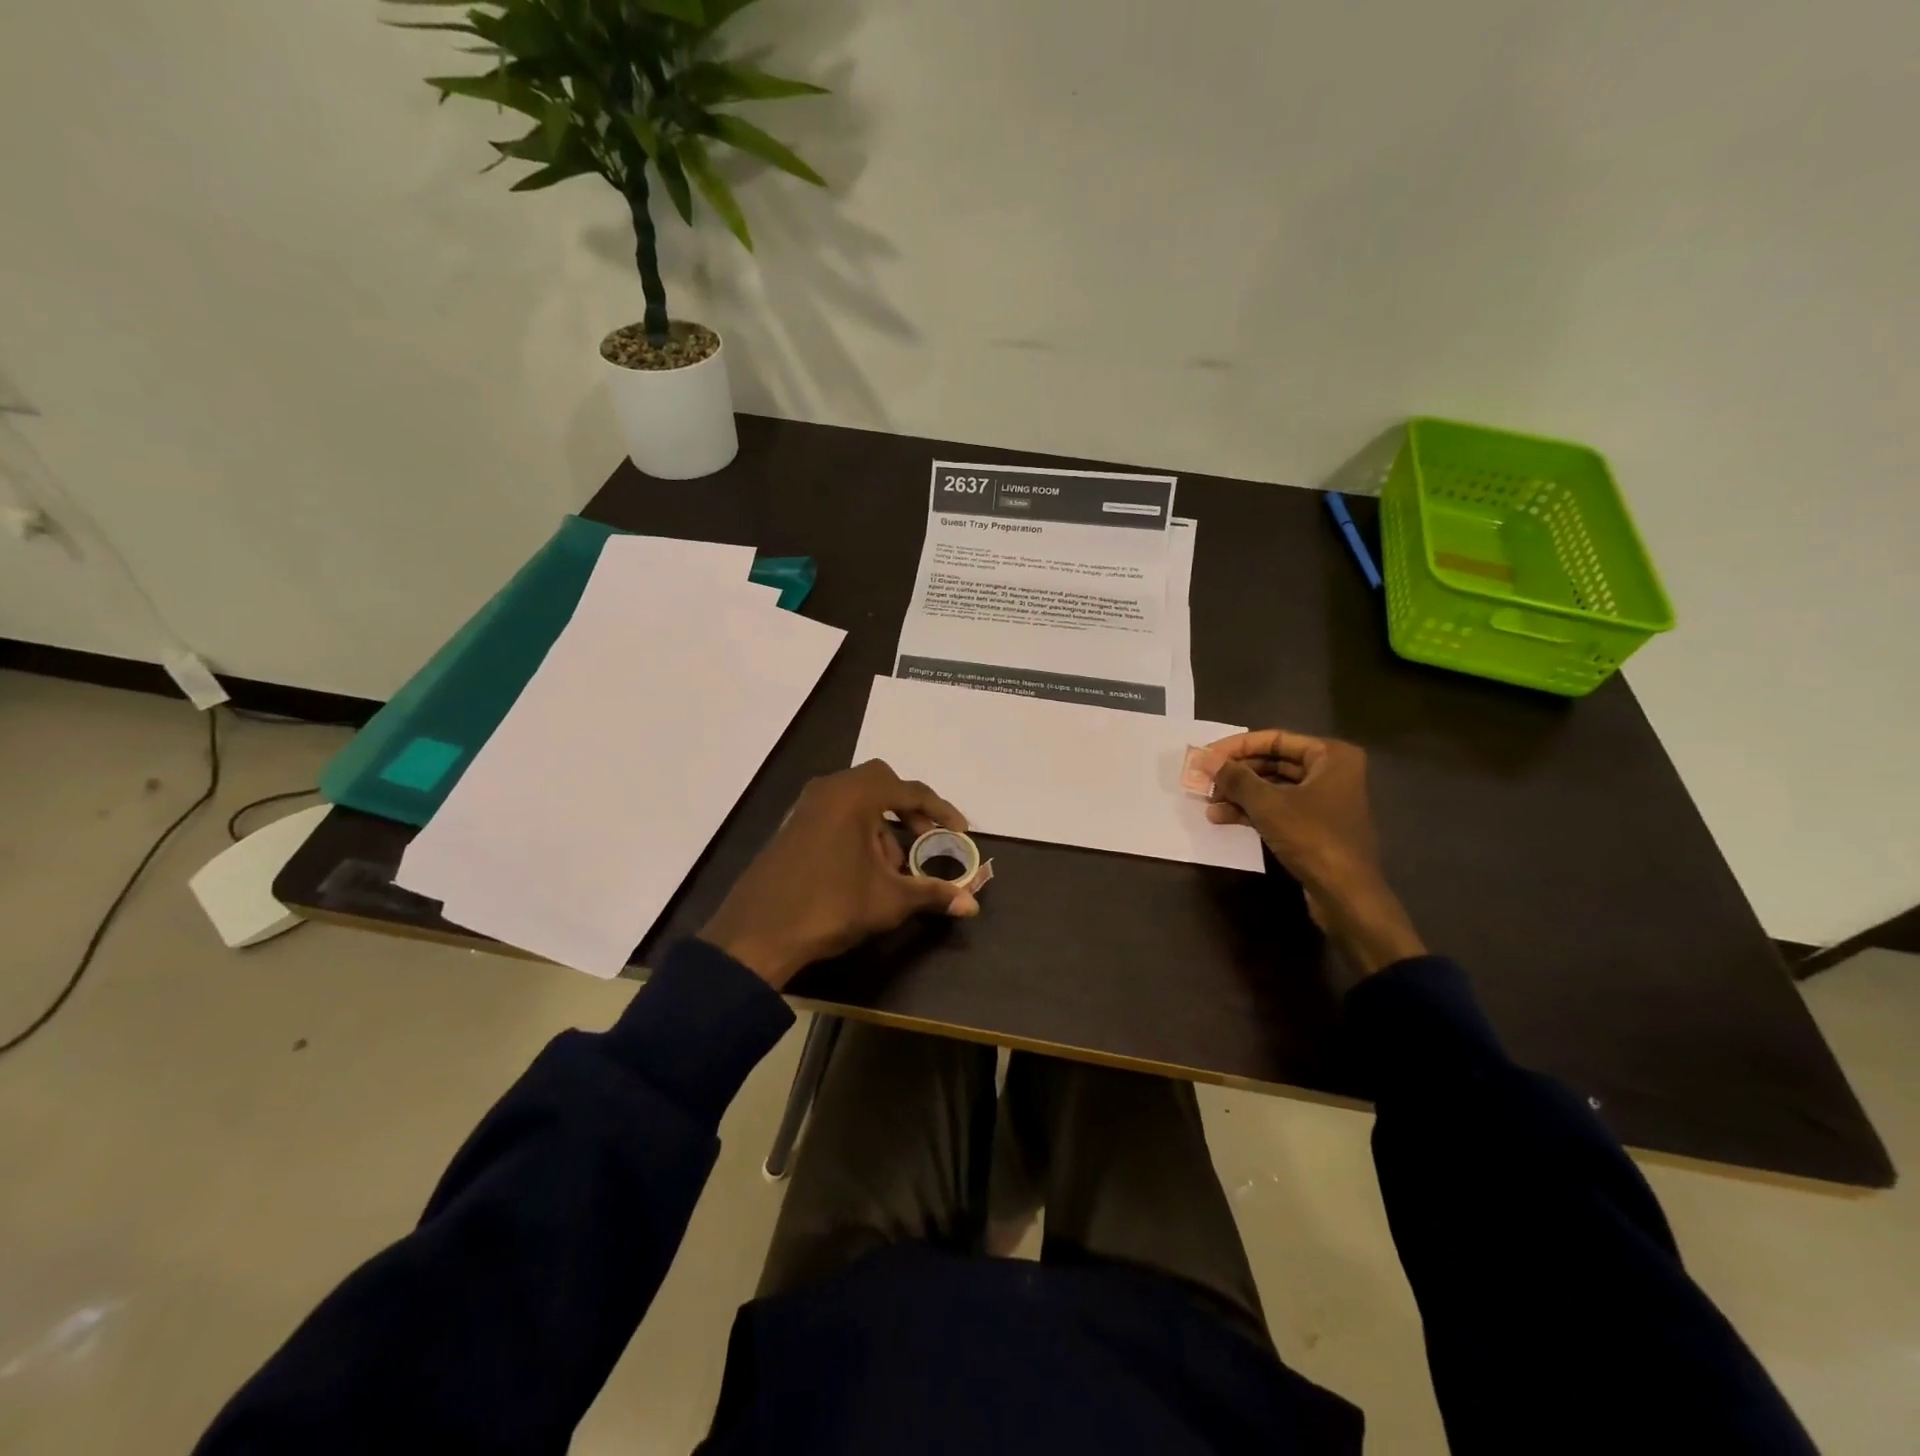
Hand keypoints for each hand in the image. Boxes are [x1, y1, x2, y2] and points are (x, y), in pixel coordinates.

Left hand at [699, 760, 978, 987]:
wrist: (756, 933)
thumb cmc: (830, 906)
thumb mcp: (889, 901)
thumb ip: (933, 894)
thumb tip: (973, 904)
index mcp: (854, 796)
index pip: (910, 791)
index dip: (941, 811)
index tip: (961, 831)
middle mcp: (829, 790)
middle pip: (881, 784)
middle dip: (908, 812)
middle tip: (926, 840)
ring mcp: (806, 806)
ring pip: (857, 802)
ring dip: (882, 827)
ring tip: (892, 870)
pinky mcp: (793, 826)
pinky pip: (836, 814)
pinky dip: (858, 832)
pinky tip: (863, 871)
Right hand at [1199, 729, 1425, 975]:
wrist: (1346, 894)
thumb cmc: (1312, 837)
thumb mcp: (1267, 804)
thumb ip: (1234, 778)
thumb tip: (1203, 758)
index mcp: (1331, 756)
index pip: (1275, 739)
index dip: (1237, 747)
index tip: (1207, 757)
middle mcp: (1331, 772)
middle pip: (1273, 763)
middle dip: (1236, 773)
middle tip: (1204, 780)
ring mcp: (1323, 801)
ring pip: (1273, 788)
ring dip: (1239, 794)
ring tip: (1208, 803)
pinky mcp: (1315, 827)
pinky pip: (1278, 809)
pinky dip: (1252, 811)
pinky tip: (1222, 818)